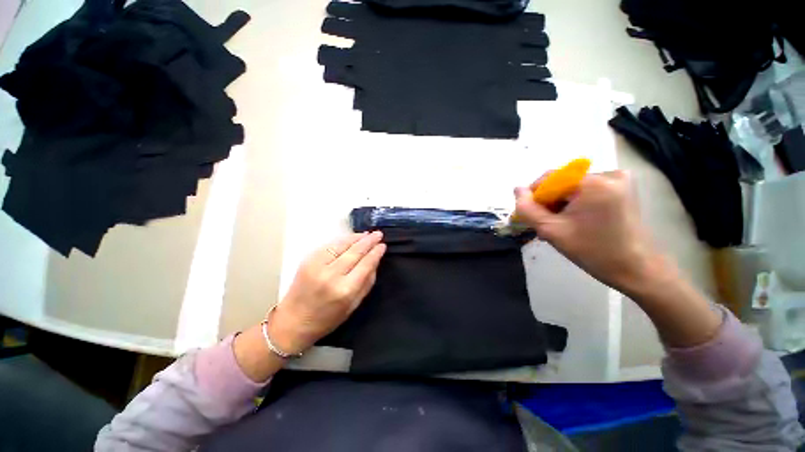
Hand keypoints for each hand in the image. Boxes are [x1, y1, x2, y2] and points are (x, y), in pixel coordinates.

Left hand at [268, 232, 386, 353]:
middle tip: (378, 234)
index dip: (375, 253)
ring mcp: (317, 265)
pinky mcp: (308, 260)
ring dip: (356, 238)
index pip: (365, 264)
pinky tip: (351, 238)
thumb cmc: (327, 319)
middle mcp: (331, 274)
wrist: (293, 322)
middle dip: (368, 241)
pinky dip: (342, 240)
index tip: (383, 245)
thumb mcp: (353, 305)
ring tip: (367, 234)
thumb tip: (375, 262)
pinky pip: (330, 245)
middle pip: (355, 252)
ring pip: (342, 245)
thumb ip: (366, 283)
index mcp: (345, 290)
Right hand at [514, 171, 660, 294]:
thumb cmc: (593, 251)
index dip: (535, 196)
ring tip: (559, 225)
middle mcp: (609, 174)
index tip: (532, 216)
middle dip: (549, 202)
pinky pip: (588, 190)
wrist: (636, 269)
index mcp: (593, 183)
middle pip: (563, 182)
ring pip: (573, 187)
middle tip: (545, 225)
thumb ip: (528, 209)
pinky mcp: (623, 188)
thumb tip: (517, 189)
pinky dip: (576, 203)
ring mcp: (619, 180)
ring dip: (561, 204)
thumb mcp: (551, 231)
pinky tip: (575, 220)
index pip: (550, 178)